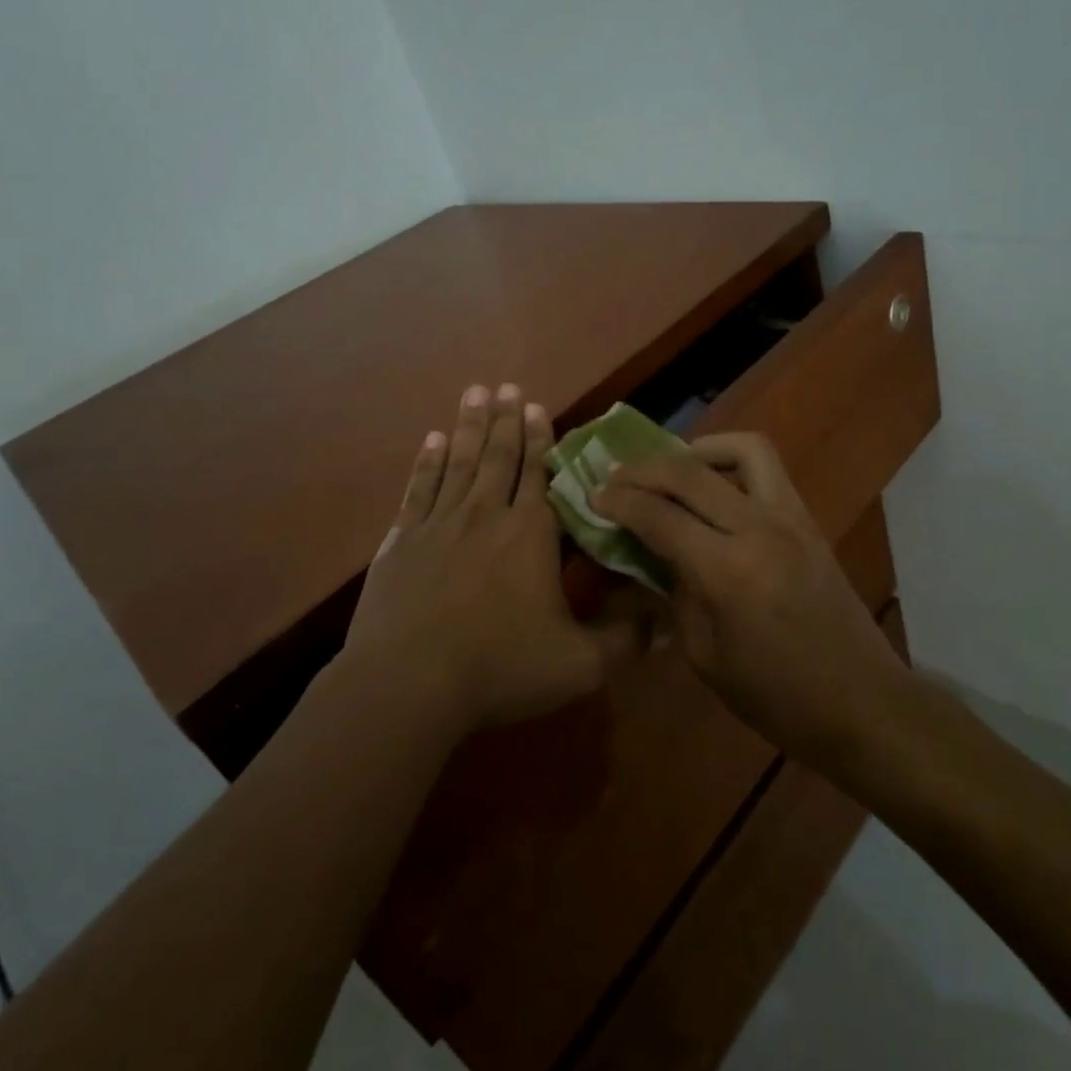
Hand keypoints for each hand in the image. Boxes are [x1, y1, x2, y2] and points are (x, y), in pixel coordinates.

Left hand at [345, 384, 628, 736]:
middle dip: (504, 419)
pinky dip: (427, 462)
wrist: (408, 685)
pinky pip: (419, 488)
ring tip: (474, 393)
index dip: (540, 438)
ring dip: (468, 426)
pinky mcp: (403, 541)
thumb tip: (667, 624)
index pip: (539, 474)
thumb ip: (624, 641)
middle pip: (498, 456)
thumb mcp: (578, 665)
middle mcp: (485, 515)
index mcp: (529, 535)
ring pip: (459, 462)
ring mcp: (439, 524)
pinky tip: (431, 440)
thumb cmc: (498, 669)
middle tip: (505, 385)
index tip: (536, 404)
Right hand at [592, 433, 905, 768]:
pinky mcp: (808, 519)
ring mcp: (791, 517)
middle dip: (644, 468)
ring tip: (671, 468)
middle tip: (616, 476)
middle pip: (691, 472)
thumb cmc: (776, 696)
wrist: (863, 702)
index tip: (593, 495)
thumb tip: (648, 555)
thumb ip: (673, 595)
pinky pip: (767, 469)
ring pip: (741, 449)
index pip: (659, 516)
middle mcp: (760, 529)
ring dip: (697, 450)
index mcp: (728, 571)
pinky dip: (731, 462)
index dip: (619, 501)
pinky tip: (713, 486)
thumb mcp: (705, 656)